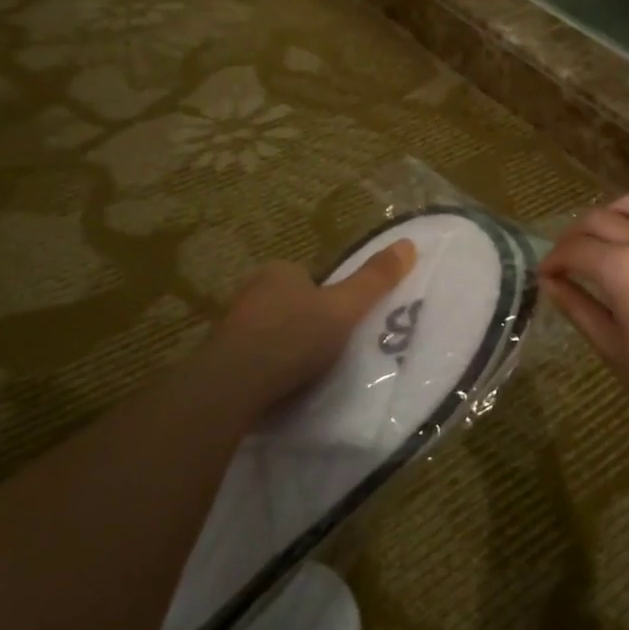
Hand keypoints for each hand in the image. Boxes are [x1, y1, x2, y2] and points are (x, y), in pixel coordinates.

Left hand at [208, 239, 416, 409]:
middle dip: (305, 323)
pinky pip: (253, 357)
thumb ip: (374, 281)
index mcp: (278, 272)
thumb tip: (409, 243)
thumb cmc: (294, 337)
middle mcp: (250, 291)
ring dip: (285, 347)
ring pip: (269, 331)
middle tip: (327, 350)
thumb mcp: (345, 308)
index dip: (327, 298)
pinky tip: (280, 386)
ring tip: (305, 372)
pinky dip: (267, 368)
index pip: (308, 277)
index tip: (340, 323)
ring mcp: (231, 325)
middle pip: (288, 303)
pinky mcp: (220, 358)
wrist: (234, 384)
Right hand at [538, 192, 628, 431]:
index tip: (544, 275)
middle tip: (565, 260)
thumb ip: (577, 306)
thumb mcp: (610, 345)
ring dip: (609, 215)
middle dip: (573, 236)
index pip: (575, 249)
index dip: (553, 260)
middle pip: (600, 219)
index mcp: (623, 268)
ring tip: (600, 240)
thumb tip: (550, 283)